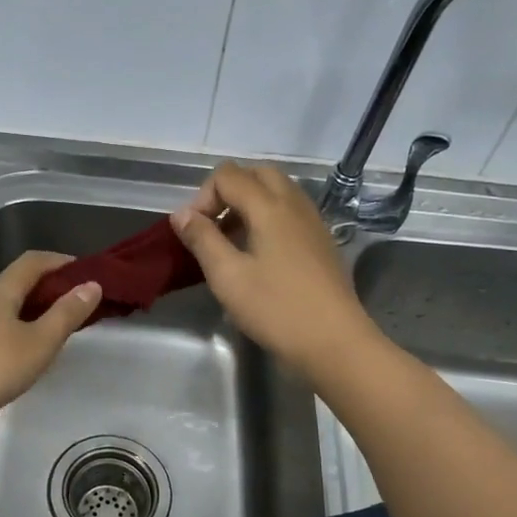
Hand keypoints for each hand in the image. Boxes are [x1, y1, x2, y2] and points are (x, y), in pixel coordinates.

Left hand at [0, 251, 101, 424]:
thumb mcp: (39, 342)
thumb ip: (66, 314)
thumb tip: (91, 284)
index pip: (33, 262)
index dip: (60, 261)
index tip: (84, 271)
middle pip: (15, 283)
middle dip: (45, 289)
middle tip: (73, 306)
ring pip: (1, 308)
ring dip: (26, 313)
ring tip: (49, 334)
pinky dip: (9, 332)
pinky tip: (16, 357)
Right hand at [170, 162, 373, 373]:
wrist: (334, 342)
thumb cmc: (276, 308)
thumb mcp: (227, 276)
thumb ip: (202, 239)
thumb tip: (181, 214)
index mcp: (270, 206)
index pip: (228, 175)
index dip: (203, 197)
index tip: (194, 233)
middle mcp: (294, 204)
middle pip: (256, 174)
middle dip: (227, 192)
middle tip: (213, 228)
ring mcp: (312, 221)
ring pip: (276, 191)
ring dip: (247, 204)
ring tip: (232, 242)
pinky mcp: (321, 241)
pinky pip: (289, 212)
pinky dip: (267, 219)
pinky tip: (258, 256)